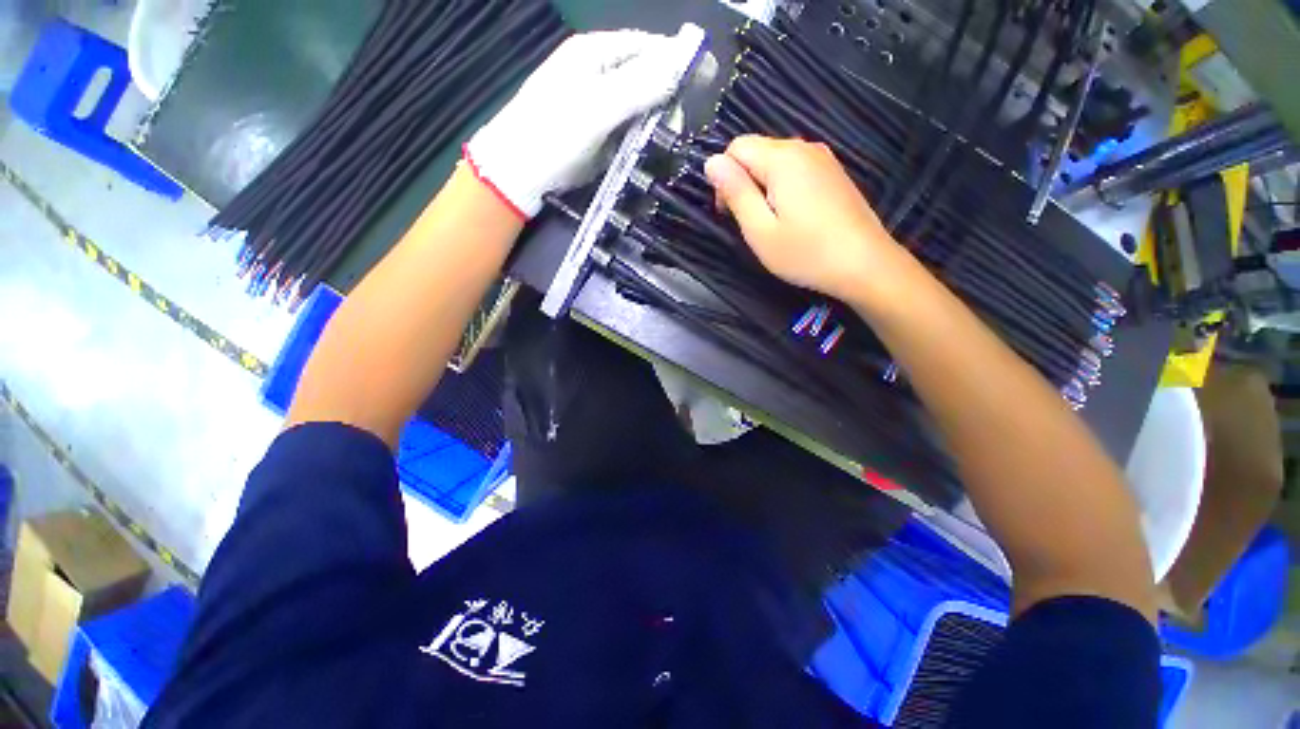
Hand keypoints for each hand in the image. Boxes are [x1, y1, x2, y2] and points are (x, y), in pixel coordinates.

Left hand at [467, 25, 705, 219]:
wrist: (518, 174)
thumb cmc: (553, 134)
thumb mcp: (598, 107)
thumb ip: (641, 85)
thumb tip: (685, 60)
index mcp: (596, 53)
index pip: (648, 47)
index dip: (678, 61)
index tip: (707, 80)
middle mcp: (599, 74)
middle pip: (646, 79)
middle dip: (665, 102)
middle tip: (674, 130)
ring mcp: (597, 106)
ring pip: (639, 109)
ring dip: (654, 126)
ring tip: (661, 146)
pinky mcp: (597, 134)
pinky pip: (627, 132)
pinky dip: (639, 142)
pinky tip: (644, 155)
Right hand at [705, 136, 907, 303]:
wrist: (865, 264)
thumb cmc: (806, 253)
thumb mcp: (759, 229)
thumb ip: (736, 192)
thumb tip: (712, 162)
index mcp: (782, 158)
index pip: (737, 147)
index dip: (724, 177)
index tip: (729, 213)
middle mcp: (804, 148)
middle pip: (757, 152)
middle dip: (743, 182)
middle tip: (750, 224)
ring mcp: (823, 159)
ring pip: (775, 162)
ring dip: (762, 187)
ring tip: (771, 224)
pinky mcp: (833, 173)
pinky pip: (795, 170)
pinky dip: (783, 189)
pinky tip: (793, 218)